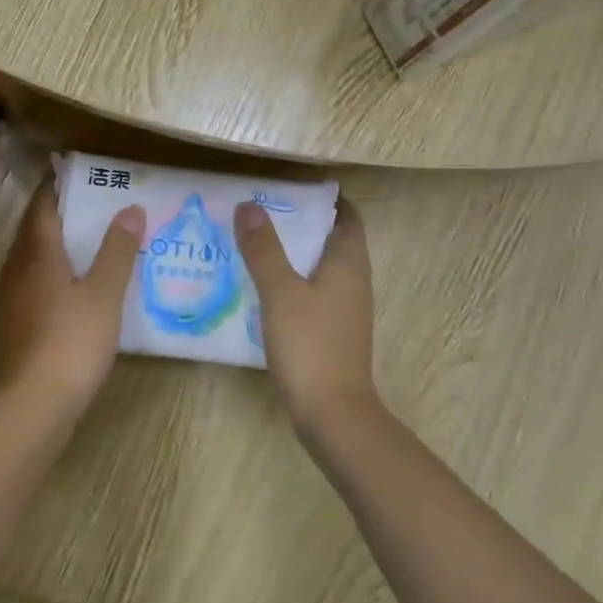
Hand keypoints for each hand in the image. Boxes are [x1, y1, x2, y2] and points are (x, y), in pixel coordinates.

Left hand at [0, 185, 144, 417]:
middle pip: (33, 231)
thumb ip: (118, 251)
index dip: (56, 187)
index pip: (42, 207)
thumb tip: (131, 209)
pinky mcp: (14, 324)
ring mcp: (11, 298)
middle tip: (91, 204)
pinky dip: (51, 273)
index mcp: (37, 253)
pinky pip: (32, 283)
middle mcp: (16, 269)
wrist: (35, 403)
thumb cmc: (72, 340)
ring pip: (31, 258)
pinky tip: (73, 286)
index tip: (76, 173)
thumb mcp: (105, 293)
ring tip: (87, 241)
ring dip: (54, 245)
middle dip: (57, 214)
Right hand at [235, 198, 379, 433]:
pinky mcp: (333, 333)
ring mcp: (346, 310)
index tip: (290, 189)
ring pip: (322, 268)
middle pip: (333, 240)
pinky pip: (315, 293)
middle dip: (302, 224)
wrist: (332, 413)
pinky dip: (293, 282)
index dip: (324, 199)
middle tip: (261, 213)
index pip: (347, 217)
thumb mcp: (280, 291)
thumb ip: (264, 248)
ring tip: (255, 245)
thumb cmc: (310, 344)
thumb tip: (248, 205)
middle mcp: (354, 282)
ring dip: (295, 254)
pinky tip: (263, 289)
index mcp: (349, 264)